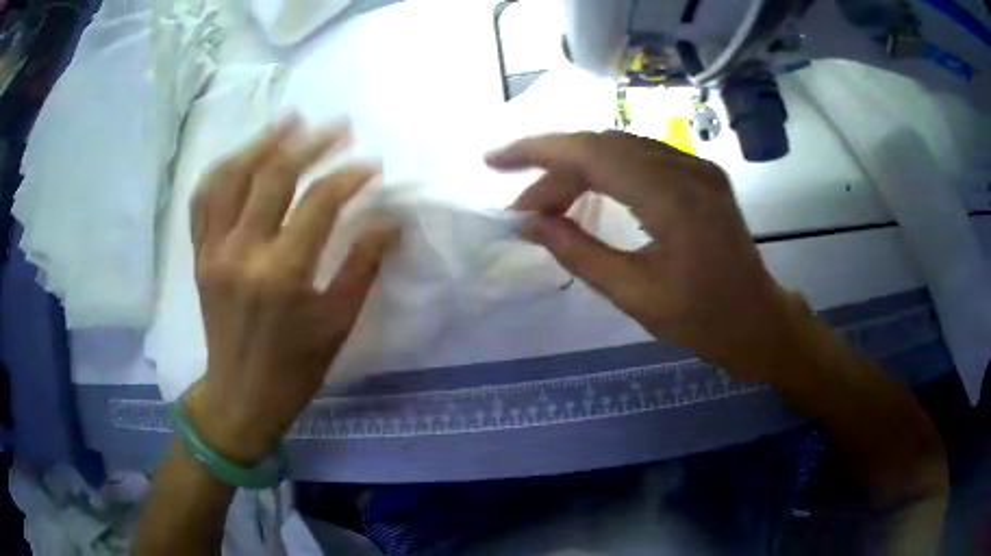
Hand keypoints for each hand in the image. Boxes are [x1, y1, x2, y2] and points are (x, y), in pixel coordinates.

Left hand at [186, 117, 395, 463]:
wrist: (241, 395)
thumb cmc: (295, 368)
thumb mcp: (338, 323)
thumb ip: (363, 265)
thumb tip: (390, 221)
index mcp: (282, 274)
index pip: (319, 203)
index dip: (350, 177)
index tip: (372, 166)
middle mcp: (242, 252)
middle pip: (275, 176)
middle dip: (311, 144)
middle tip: (338, 126)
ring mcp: (213, 250)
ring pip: (232, 176)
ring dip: (262, 143)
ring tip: (289, 122)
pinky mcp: (199, 255)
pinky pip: (204, 199)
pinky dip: (223, 170)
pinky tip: (243, 156)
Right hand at [487, 132, 808, 381]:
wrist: (758, 321)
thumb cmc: (703, 320)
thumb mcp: (634, 295)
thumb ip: (578, 252)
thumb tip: (529, 223)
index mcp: (674, 198)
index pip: (593, 153)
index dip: (537, 151)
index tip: (494, 160)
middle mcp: (687, 167)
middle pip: (603, 146)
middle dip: (553, 169)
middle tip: (522, 208)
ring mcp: (697, 166)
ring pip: (620, 149)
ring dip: (577, 171)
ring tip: (548, 207)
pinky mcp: (700, 173)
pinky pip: (640, 159)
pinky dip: (605, 173)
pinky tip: (587, 195)